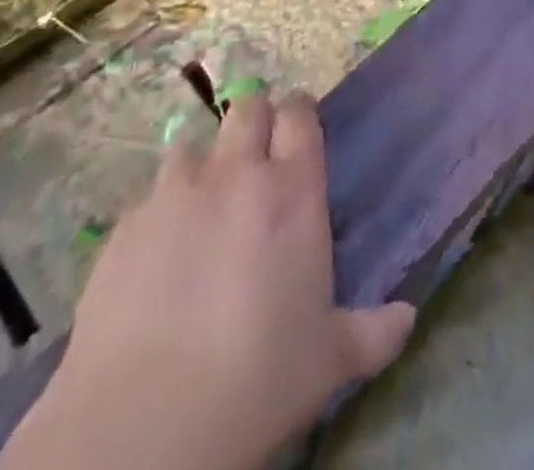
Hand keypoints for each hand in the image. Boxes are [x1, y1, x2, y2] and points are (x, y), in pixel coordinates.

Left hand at [2, 93, 414, 469]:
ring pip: (192, 144)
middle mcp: (236, 174)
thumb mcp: (329, 359)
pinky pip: (148, 199)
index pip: (299, 114)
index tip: (299, 133)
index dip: (299, 115)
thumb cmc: (259, 379)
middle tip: (256, 161)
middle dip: (255, 123)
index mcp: (293, 189)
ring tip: (204, 203)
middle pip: (247, 109)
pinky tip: (158, 254)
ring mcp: (175, 195)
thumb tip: (408, 318)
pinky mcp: (124, 228)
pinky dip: (160, 213)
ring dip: (204, 164)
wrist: (146, 424)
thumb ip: (373, 331)